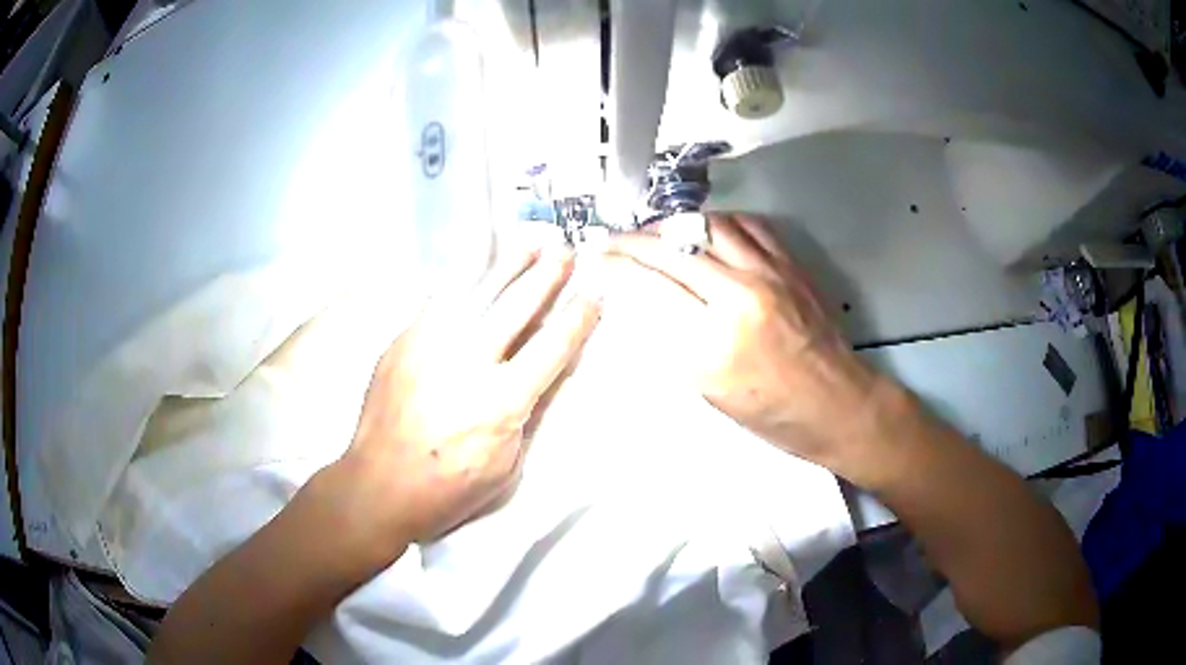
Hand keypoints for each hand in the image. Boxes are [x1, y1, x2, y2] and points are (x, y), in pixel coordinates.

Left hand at [340, 246, 600, 547]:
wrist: (379, 484)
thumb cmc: (448, 488)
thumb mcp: (506, 466)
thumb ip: (526, 414)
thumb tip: (542, 373)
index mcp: (501, 401)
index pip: (552, 347)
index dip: (577, 318)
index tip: (593, 294)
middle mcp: (467, 363)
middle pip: (516, 307)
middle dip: (545, 276)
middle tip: (563, 252)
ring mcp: (430, 346)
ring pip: (476, 293)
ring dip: (507, 267)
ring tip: (528, 245)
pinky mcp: (403, 342)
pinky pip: (439, 303)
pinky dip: (464, 285)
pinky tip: (477, 273)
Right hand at [609, 214, 889, 477]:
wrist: (836, 405)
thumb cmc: (771, 415)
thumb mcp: (710, 392)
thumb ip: (674, 340)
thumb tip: (641, 300)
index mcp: (714, 343)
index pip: (649, 286)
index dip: (615, 266)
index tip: (595, 259)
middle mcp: (740, 297)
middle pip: (672, 249)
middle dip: (631, 240)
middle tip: (610, 240)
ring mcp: (769, 274)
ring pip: (707, 226)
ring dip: (673, 226)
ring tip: (655, 234)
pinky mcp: (790, 265)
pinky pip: (746, 225)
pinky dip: (717, 223)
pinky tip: (705, 233)